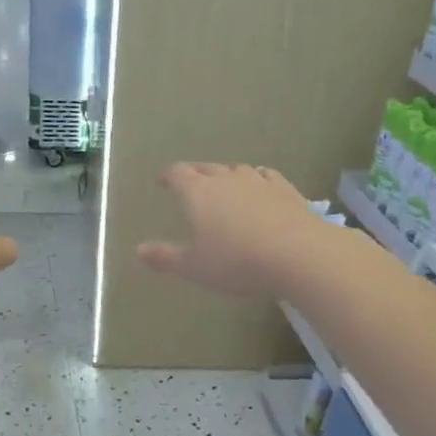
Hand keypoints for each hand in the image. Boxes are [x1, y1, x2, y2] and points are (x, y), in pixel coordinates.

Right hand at [137, 162, 335, 298]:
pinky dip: (258, 179)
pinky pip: (266, 176)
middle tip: (190, 182)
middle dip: (195, 174)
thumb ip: (165, 258)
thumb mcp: (195, 268)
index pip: (177, 174)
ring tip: (224, 184)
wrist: (297, 253)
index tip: (164, 181)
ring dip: (226, 175)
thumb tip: (138, 250)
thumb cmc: (236, 262)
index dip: (169, 176)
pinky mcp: (285, 188)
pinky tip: (261, 185)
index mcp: (197, 193)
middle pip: (205, 168)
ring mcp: (257, 180)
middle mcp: (224, 179)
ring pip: (236, 170)